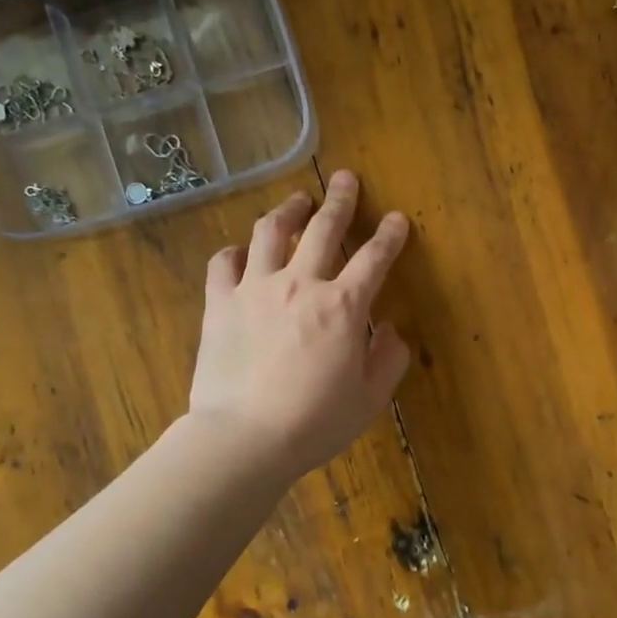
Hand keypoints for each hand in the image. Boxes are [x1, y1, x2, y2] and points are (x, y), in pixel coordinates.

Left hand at [188, 171, 411, 478]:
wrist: (244, 439)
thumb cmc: (315, 422)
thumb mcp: (370, 398)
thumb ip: (388, 358)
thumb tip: (389, 330)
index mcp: (344, 306)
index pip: (374, 258)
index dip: (390, 235)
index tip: (397, 218)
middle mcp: (301, 284)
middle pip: (324, 229)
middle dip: (340, 200)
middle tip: (345, 178)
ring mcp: (255, 289)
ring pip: (271, 233)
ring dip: (288, 212)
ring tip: (297, 203)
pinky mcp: (219, 303)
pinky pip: (224, 264)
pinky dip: (235, 253)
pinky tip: (241, 252)